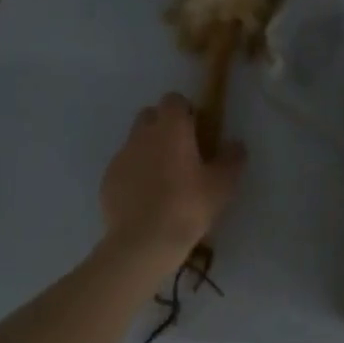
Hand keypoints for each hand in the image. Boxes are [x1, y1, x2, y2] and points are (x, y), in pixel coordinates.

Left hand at [100, 93, 244, 267]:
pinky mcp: (107, 179)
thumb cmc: (187, 206)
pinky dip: (133, 175)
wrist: (142, 243)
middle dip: (163, 127)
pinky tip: (145, 200)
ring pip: (135, 141)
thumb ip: (232, 159)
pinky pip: (124, 167)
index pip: (173, 99)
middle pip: (150, 115)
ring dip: (148, 151)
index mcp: (171, 128)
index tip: (196, 130)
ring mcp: (121, 156)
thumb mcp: (221, 185)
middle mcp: (142, 134)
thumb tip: (236, 144)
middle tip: (180, 153)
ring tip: (162, 180)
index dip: (185, 111)